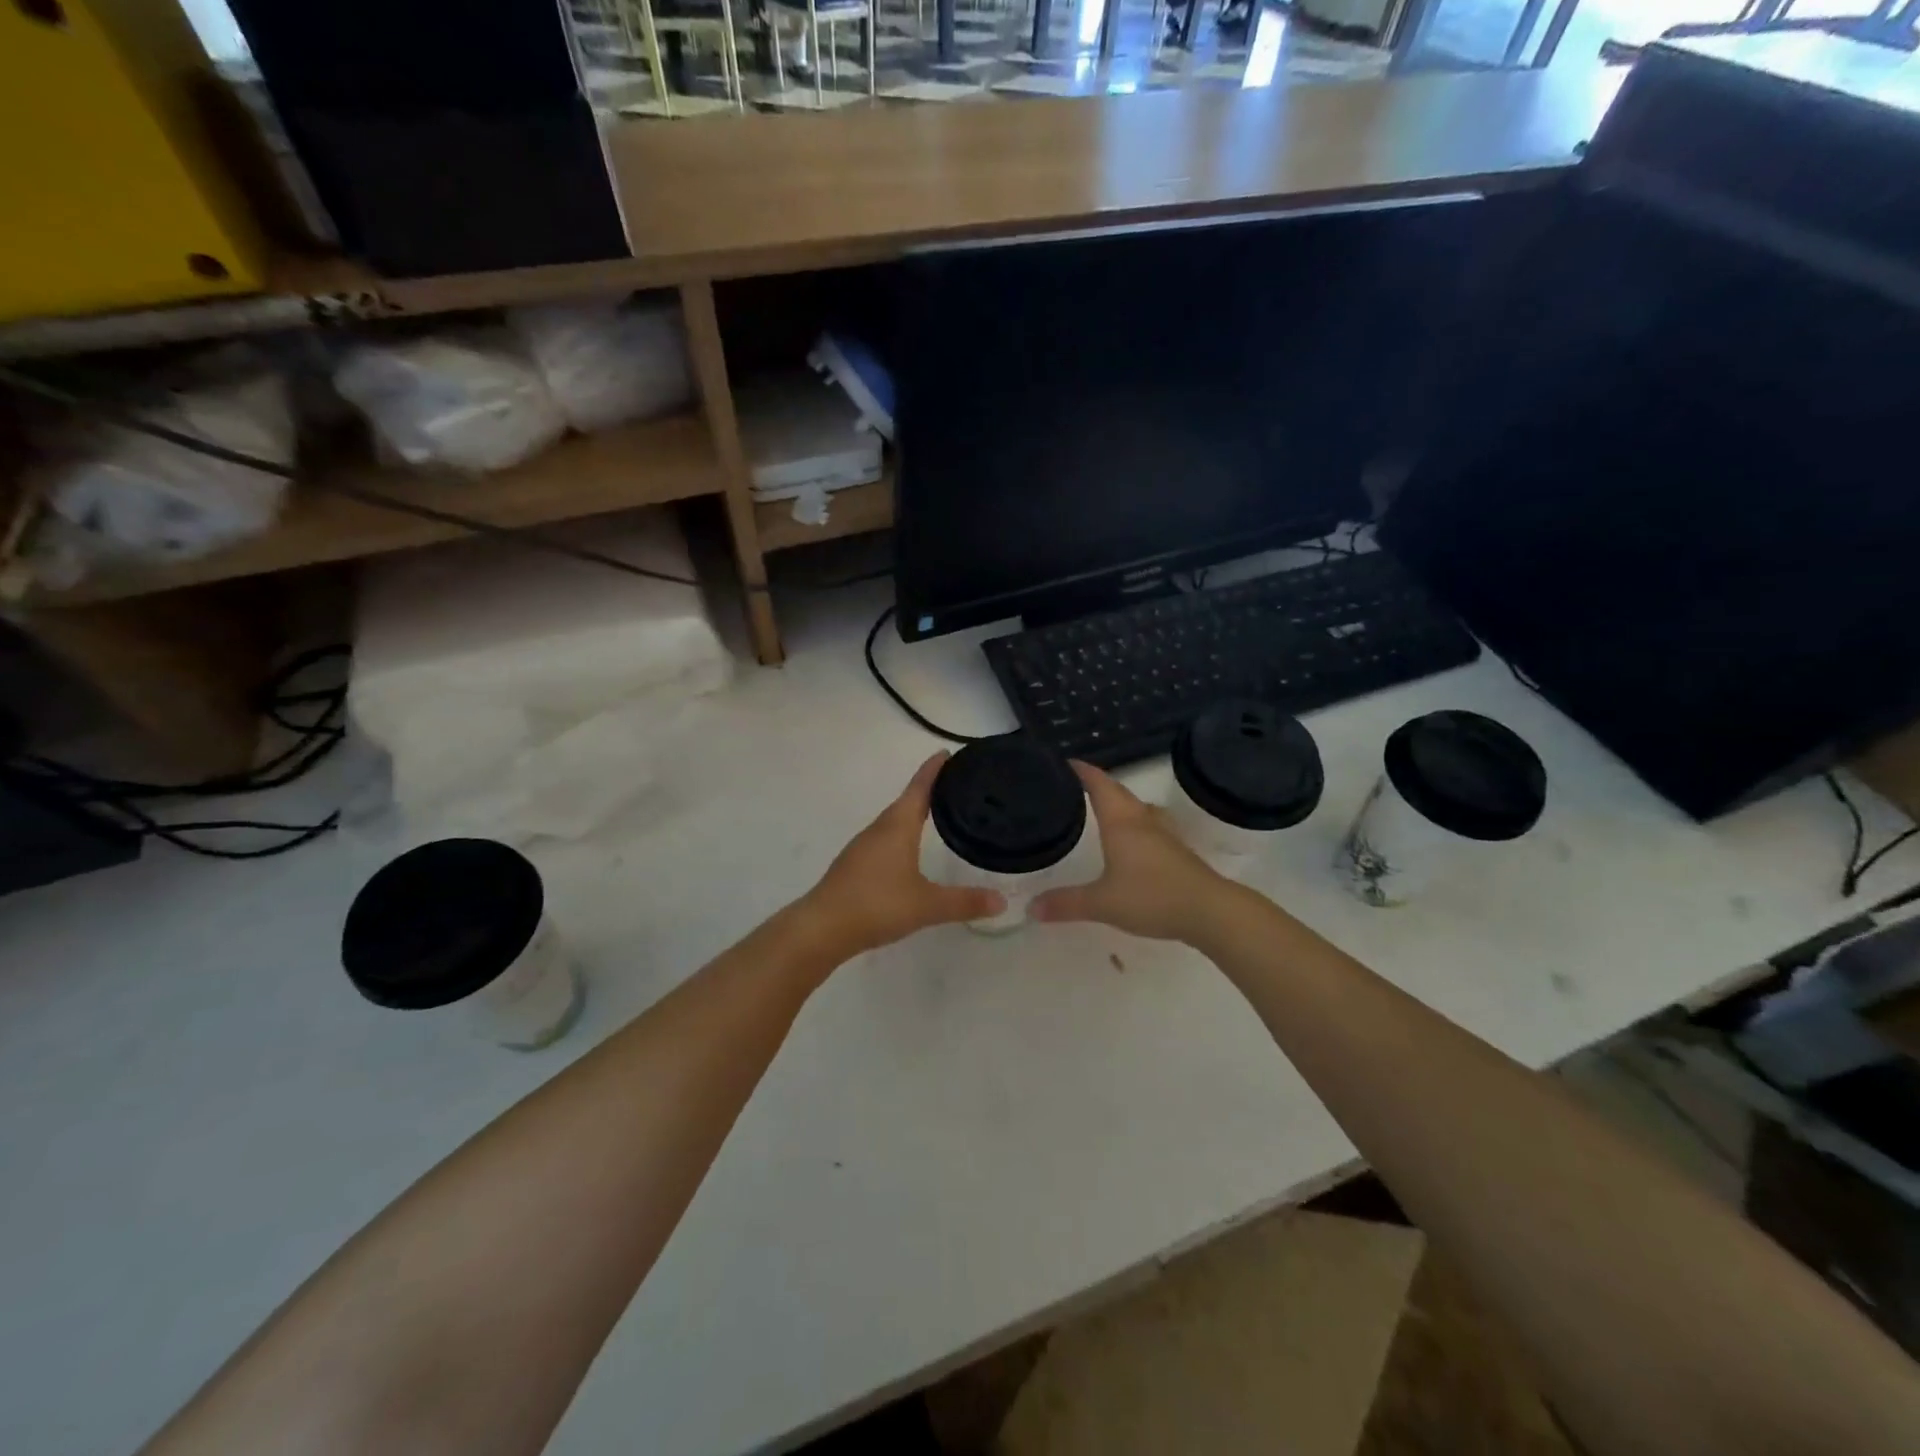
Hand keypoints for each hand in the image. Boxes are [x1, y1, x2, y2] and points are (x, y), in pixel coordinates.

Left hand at [799, 752, 1005, 959]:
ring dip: (912, 813)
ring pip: (892, 822)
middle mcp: (879, 829)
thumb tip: (1002, 901)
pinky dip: (900, 835)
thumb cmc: (877, 905)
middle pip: (905, 801)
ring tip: (935, 814)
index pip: (919, 789)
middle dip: (927, 790)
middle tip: (952, 786)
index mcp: (897, 827)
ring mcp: (862, 847)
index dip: (933, 770)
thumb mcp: (927, 905)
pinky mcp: (854, 866)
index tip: (946, 753)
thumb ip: (964, 902)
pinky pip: (883, 839)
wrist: (821, 928)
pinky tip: (908, 852)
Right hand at [1031, 762, 1229, 941]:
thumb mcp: (1101, 903)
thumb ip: (1066, 904)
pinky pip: (1149, 825)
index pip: (1099, 784)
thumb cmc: (1152, 897)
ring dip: (1120, 802)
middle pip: (1118, 792)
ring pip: (1137, 808)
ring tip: (1102, 808)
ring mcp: (1164, 835)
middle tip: (1075, 785)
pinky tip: (1132, 840)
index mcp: (1121, 822)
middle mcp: (1142, 820)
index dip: (1083, 771)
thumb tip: (1031, 908)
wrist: (1209, 911)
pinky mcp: (1177, 851)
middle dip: (1098, 784)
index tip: (1065, 763)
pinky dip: (1134, 823)